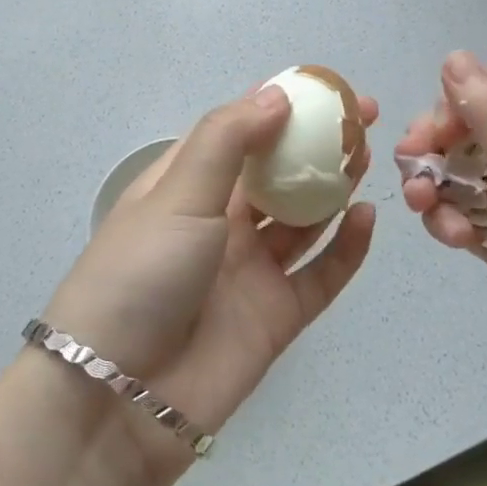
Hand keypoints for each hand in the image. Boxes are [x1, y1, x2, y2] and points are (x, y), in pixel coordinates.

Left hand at [44, 84, 377, 479]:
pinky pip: (320, 275)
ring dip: (334, 187)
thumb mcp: (178, 193)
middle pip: (278, 171)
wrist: (118, 399)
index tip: (324, 85)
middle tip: (364, 118)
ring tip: (368, 157)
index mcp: (188, 183)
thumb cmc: (141, 273)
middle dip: (316, 143)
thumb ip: (229, 139)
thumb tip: (278, 94)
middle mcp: (220, 220)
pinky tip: (367, 219)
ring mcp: (250, 268)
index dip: (280, 104)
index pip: (240, 130)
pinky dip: (346, 248)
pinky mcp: (276, 315)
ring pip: (303, 218)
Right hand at [398, 51, 486, 433]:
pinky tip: (454, 241)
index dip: (455, 105)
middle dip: (438, 151)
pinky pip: (474, 219)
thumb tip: (455, 57)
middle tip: (413, 177)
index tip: (424, 137)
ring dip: (441, 190)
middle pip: (475, 135)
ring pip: (467, 178)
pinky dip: (455, 223)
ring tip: (429, 214)